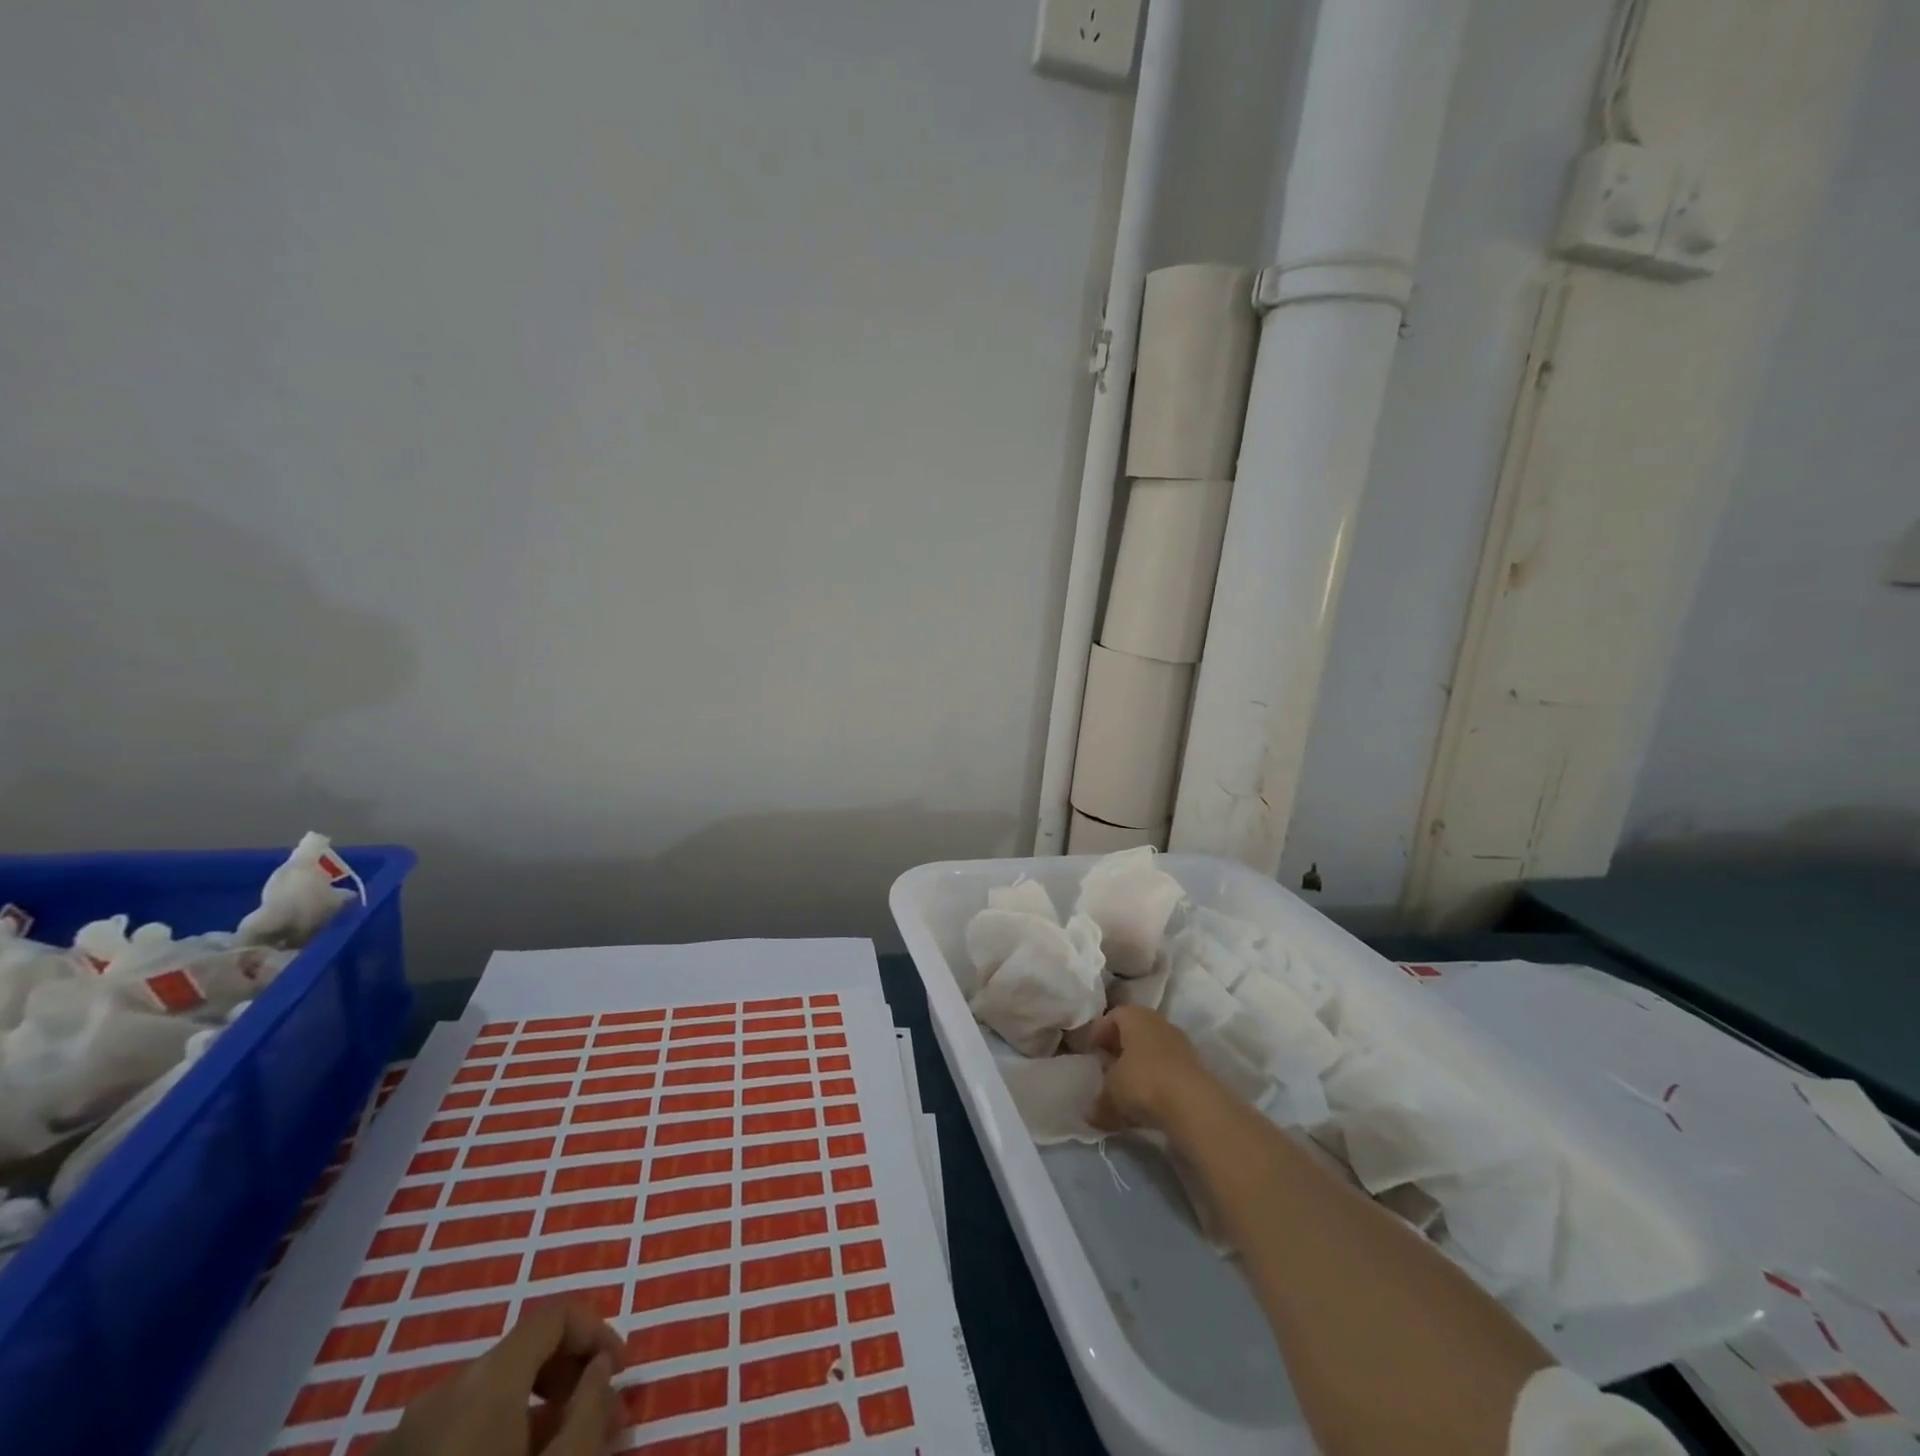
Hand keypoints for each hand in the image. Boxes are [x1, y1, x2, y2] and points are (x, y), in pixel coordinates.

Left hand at [373, 1300, 625, 1455]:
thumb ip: (591, 1408)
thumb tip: (598, 1369)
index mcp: (484, 1380)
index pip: (554, 1316)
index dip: (597, 1332)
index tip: (620, 1376)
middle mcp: (441, 1393)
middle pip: (520, 1356)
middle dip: (568, 1379)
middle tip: (601, 1421)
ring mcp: (403, 1440)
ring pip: (488, 1402)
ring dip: (534, 1415)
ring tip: (563, 1454)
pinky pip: (455, 1436)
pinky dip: (494, 1442)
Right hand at [1089, 1005, 1213, 1132]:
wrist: (1194, 1105)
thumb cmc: (1142, 1082)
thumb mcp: (1111, 1093)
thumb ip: (1099, 1102)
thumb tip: (1090, 1115)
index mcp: (1135, 1016)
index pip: (1112, 1016)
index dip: (1099, 1034)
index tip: (1091, 1054)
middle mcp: (1158, 1023)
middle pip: (1134, 1033)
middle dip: (1119, 1051)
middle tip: (1106, 1071)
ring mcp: (1180, 1044)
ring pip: (1152, 1052)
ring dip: (1138, 1069)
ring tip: (1126, 1093)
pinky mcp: (1194, 1068)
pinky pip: (1167, 1071)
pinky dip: (1156, 1083)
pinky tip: (1148, 1106)